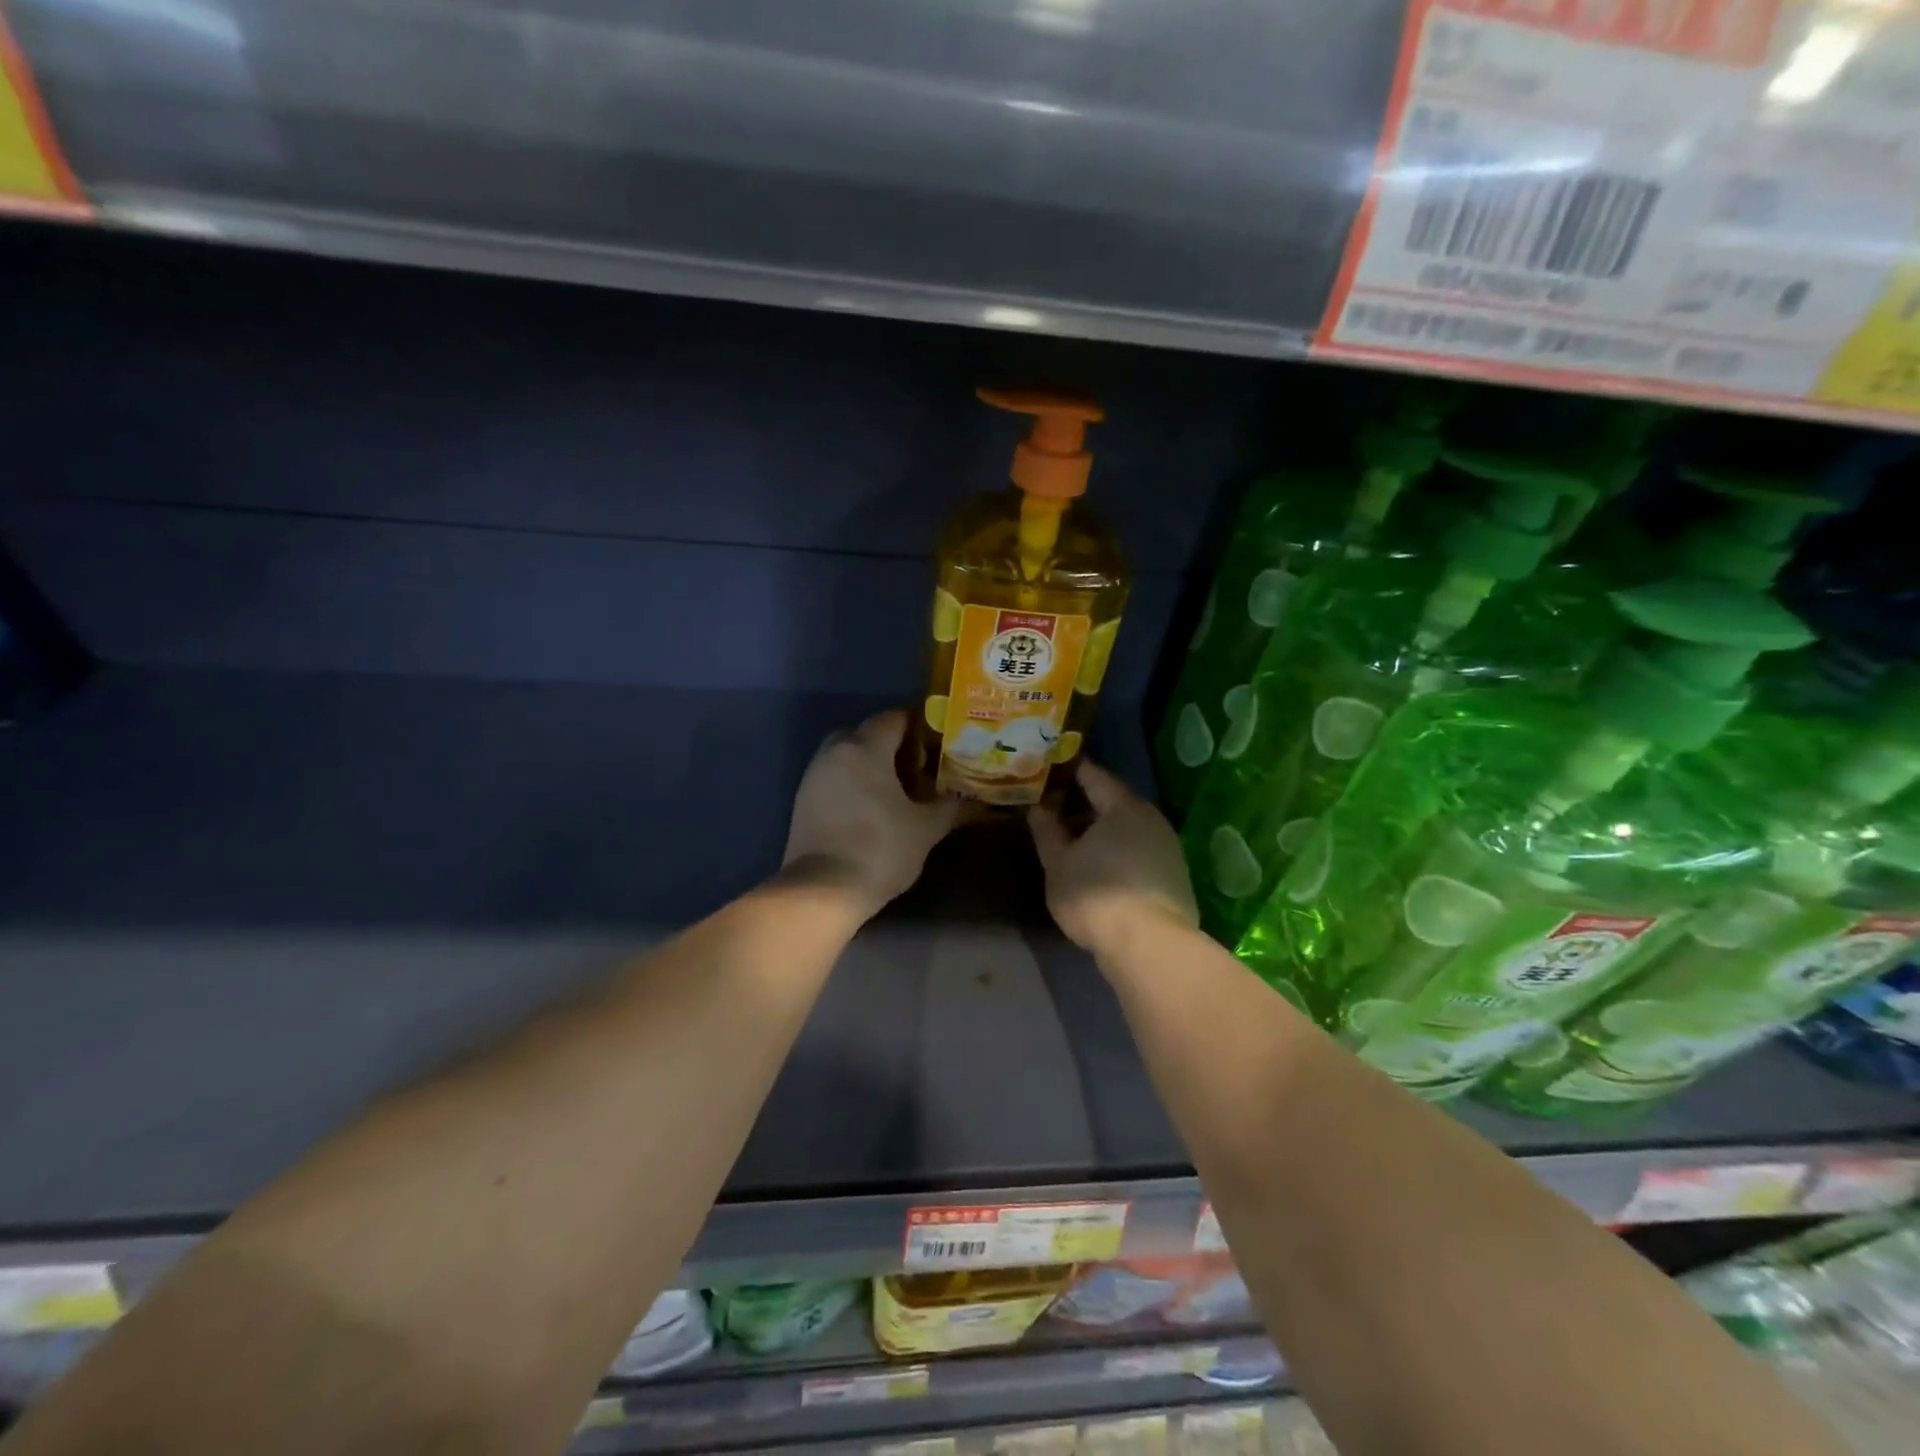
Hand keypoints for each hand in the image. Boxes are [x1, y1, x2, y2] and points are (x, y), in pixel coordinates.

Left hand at [783, 710, 960, 915]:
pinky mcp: (803, 800)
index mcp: (865, 748)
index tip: (939, 741)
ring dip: (869, 763)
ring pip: (846, 754)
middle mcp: (835, 752)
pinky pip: (833, 776)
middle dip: (892, 743)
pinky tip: (870, 807)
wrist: (821, 891)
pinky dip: (851, 781)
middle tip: (918, 765)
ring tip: (896, 788)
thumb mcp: (925, 829)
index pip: (894, 718)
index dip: (919, 725)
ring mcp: (813, 775)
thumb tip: (973, 799)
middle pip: (866, 732)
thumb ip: (949, 807)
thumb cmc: (879, 849)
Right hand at [1028, 761, 1197, 953]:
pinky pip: (1140, 851)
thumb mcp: (1058, 864)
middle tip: (1056, 809)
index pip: (1094, 775)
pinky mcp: (1175, 876)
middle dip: (1085, 804)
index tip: (1051, 770)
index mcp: (1122, 806)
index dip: (1071, 771)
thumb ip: (1047, 831)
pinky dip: (1119, 852)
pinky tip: (1101, 869)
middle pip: (1114, 801)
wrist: (1150, 946)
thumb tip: (1038, 807)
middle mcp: (1151, 818)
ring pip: (1129, 828)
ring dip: (1103, 831)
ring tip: (1074, 842)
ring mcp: (1168, 847)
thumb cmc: (1096, 895)